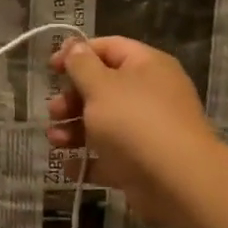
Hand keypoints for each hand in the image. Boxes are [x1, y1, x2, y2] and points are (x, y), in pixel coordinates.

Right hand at [47, 36, 216, 227]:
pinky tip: (68, 166)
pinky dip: (87, 161)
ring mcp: (147, 130)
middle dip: (72, 99)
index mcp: (146, 66)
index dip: (77, 54)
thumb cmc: (134, 122)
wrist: (177, 181)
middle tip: (54, 111)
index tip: (51, 69)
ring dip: (74, 130)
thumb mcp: (100, 85)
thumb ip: (81, 64)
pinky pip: (109, 157)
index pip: (108, 48)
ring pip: (103, 123)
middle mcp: (150, 94)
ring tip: (55, 140)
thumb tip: (74, 46)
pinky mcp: (142, 162)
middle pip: (102, 88)